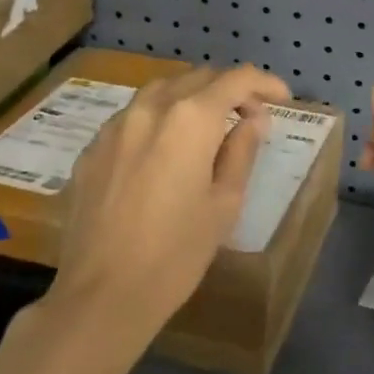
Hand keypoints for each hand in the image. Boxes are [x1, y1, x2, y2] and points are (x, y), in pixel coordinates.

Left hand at [48, 64, 291, 339]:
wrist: (102, 295)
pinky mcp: (92, 149)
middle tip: (250, 116)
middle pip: (197, 77)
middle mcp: (150, 109)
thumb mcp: (225, 203)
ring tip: (209, 126)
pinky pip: (133, 117)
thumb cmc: (177, 253)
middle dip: (229, 89)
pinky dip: (159, 119)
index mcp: (190, 119)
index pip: (235, 79)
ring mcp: (115, 126)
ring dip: (191, 98)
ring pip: (161, 91)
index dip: (264, 83)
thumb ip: (241, 151)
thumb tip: (253, 120)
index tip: (282, 98)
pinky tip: (165, 150)